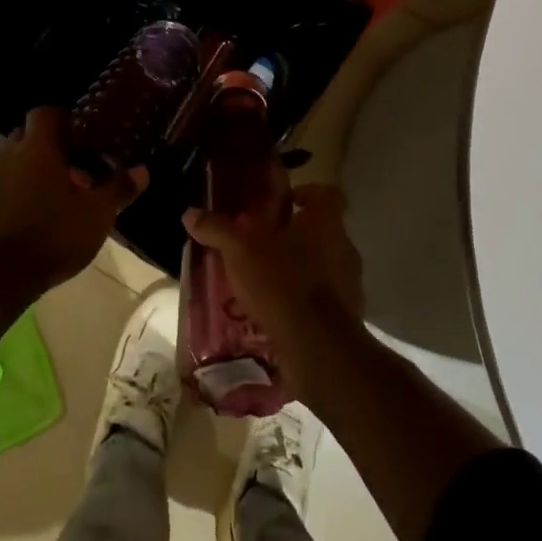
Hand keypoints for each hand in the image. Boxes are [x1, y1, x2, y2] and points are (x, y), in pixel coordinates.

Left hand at [0, 108, 145, 291]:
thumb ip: (119, 188)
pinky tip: (23, 220)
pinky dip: (8, 195)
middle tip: (68, 168)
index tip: (78, 135)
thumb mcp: (97, 215)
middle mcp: (6, 156)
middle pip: (25, 136)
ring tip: (47, 196)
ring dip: (25, 171)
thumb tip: (142, 170)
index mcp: (36, 148)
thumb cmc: (54, 236)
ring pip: (7, 163)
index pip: (45, 112)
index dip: (62, 118)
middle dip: (45, 146)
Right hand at [183, 181, 365, 365]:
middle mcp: (345, 246)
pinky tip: (281, 311)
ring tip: (270, 280)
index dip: (308, 193)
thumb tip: (190, 212)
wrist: (318, 347)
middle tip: (267, 243)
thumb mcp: (240, 253)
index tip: (287, 202)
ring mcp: (351, 282)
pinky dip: (307, 300)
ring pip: (326, 264)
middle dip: (297, 235)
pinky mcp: (349, 314)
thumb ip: (218, 230)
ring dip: (303, 268)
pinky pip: (327, 298)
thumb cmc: (282, 284)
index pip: (327, 194)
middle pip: (325, 230)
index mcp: (325, 222)